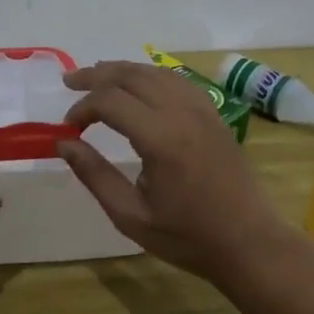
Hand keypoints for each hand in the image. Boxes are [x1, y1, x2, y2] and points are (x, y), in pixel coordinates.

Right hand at [57, 60, 289, 282]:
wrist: (249, 243)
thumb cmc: (188, 237)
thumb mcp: (131, 216)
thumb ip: (95, 176)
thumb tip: (64, 144)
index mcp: (161, 139)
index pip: (110, 101)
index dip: (83, 108)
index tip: (68, 128)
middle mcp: (183, 114)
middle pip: (132, 76)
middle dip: (97, 76)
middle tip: (70, 82)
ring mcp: (203, 110)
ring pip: (156, 72)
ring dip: (123, 71)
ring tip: (97, 77)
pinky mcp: (215, 115)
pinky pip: (178, 81)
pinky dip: (151, 76)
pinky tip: (139, 85)